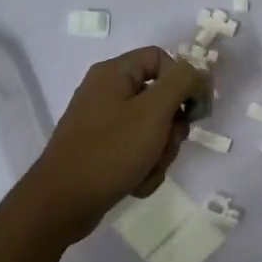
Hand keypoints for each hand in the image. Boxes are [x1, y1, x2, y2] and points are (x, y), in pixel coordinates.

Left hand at [24, 47, 209, 241]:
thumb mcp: (153, 111)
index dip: (184, 81)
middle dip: (171, 128)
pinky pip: (136, 151)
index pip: (162, 59)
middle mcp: (106, 92)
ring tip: (147, 170)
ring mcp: (102, 123)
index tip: (196, 110)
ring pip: (152, 129)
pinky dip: (143, 167)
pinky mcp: (101, 150)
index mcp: (114, 73)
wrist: (63, 202)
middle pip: (160, 98)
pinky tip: (135, 183)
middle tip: (167, 145)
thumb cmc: (111, 151)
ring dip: (159, 153)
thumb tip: (198, 74)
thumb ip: (181, 83)